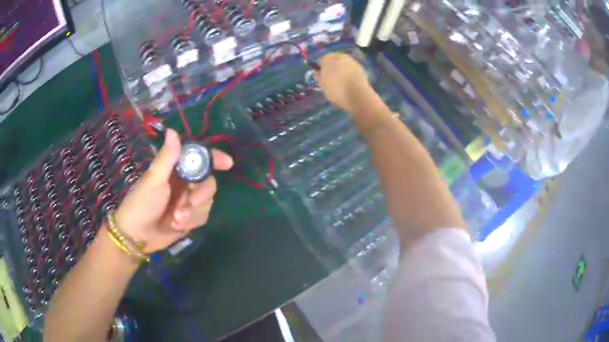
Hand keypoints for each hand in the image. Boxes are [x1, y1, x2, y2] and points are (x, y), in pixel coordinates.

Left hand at [114, 129, 232, 252]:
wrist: (137, 235)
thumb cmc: (142, 203)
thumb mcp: (153, 179)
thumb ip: (167, 157)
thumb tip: (173, 130)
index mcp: (175, 170)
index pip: (199, 159)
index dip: (215, 158)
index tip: (228, 163)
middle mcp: (184, 184)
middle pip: (208, 182)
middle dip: (201, 194)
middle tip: (189, 202)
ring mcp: (188, 202)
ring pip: (207, 202)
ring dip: (192, 212)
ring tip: (175, 219)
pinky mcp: (190, 219)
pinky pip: (203, 217)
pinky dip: (191, 222)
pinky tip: (177, 225)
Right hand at [314, 53, 372, 112]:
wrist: (357, 95)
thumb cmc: (336, 90)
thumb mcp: (322, 85)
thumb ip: (318, 76)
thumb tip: (316, 71)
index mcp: (327, 59)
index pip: (320, 61)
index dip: (320, 68)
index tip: (321, 77)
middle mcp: (339, 56)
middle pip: (332, 60)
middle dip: (331, 66)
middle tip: (331, 78)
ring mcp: (351, 60)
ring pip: (342, 63)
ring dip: (341, 68)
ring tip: (341, 80)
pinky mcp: (360, 67)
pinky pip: (351, 68)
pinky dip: (349, 72)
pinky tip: (349, 81)